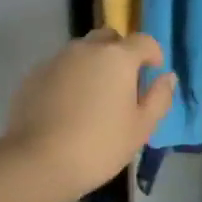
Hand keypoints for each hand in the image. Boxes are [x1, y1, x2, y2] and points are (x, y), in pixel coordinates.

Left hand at [3, 30, 176, 201]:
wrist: (37, 162)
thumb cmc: (99, 145)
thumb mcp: (141, 128)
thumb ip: (159, 98)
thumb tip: (167, 77)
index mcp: (118, 57)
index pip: (143, 41)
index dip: (153, 53)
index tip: (153, 72)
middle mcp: (86, 49)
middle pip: (109, 39)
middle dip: (120, 53)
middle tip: (122, 83)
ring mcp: (57, 60)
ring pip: (82, 52)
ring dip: (93, 65)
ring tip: (93, 98)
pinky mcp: (33, 75)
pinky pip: (60, 68)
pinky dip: (69, 79)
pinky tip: (67, 107)